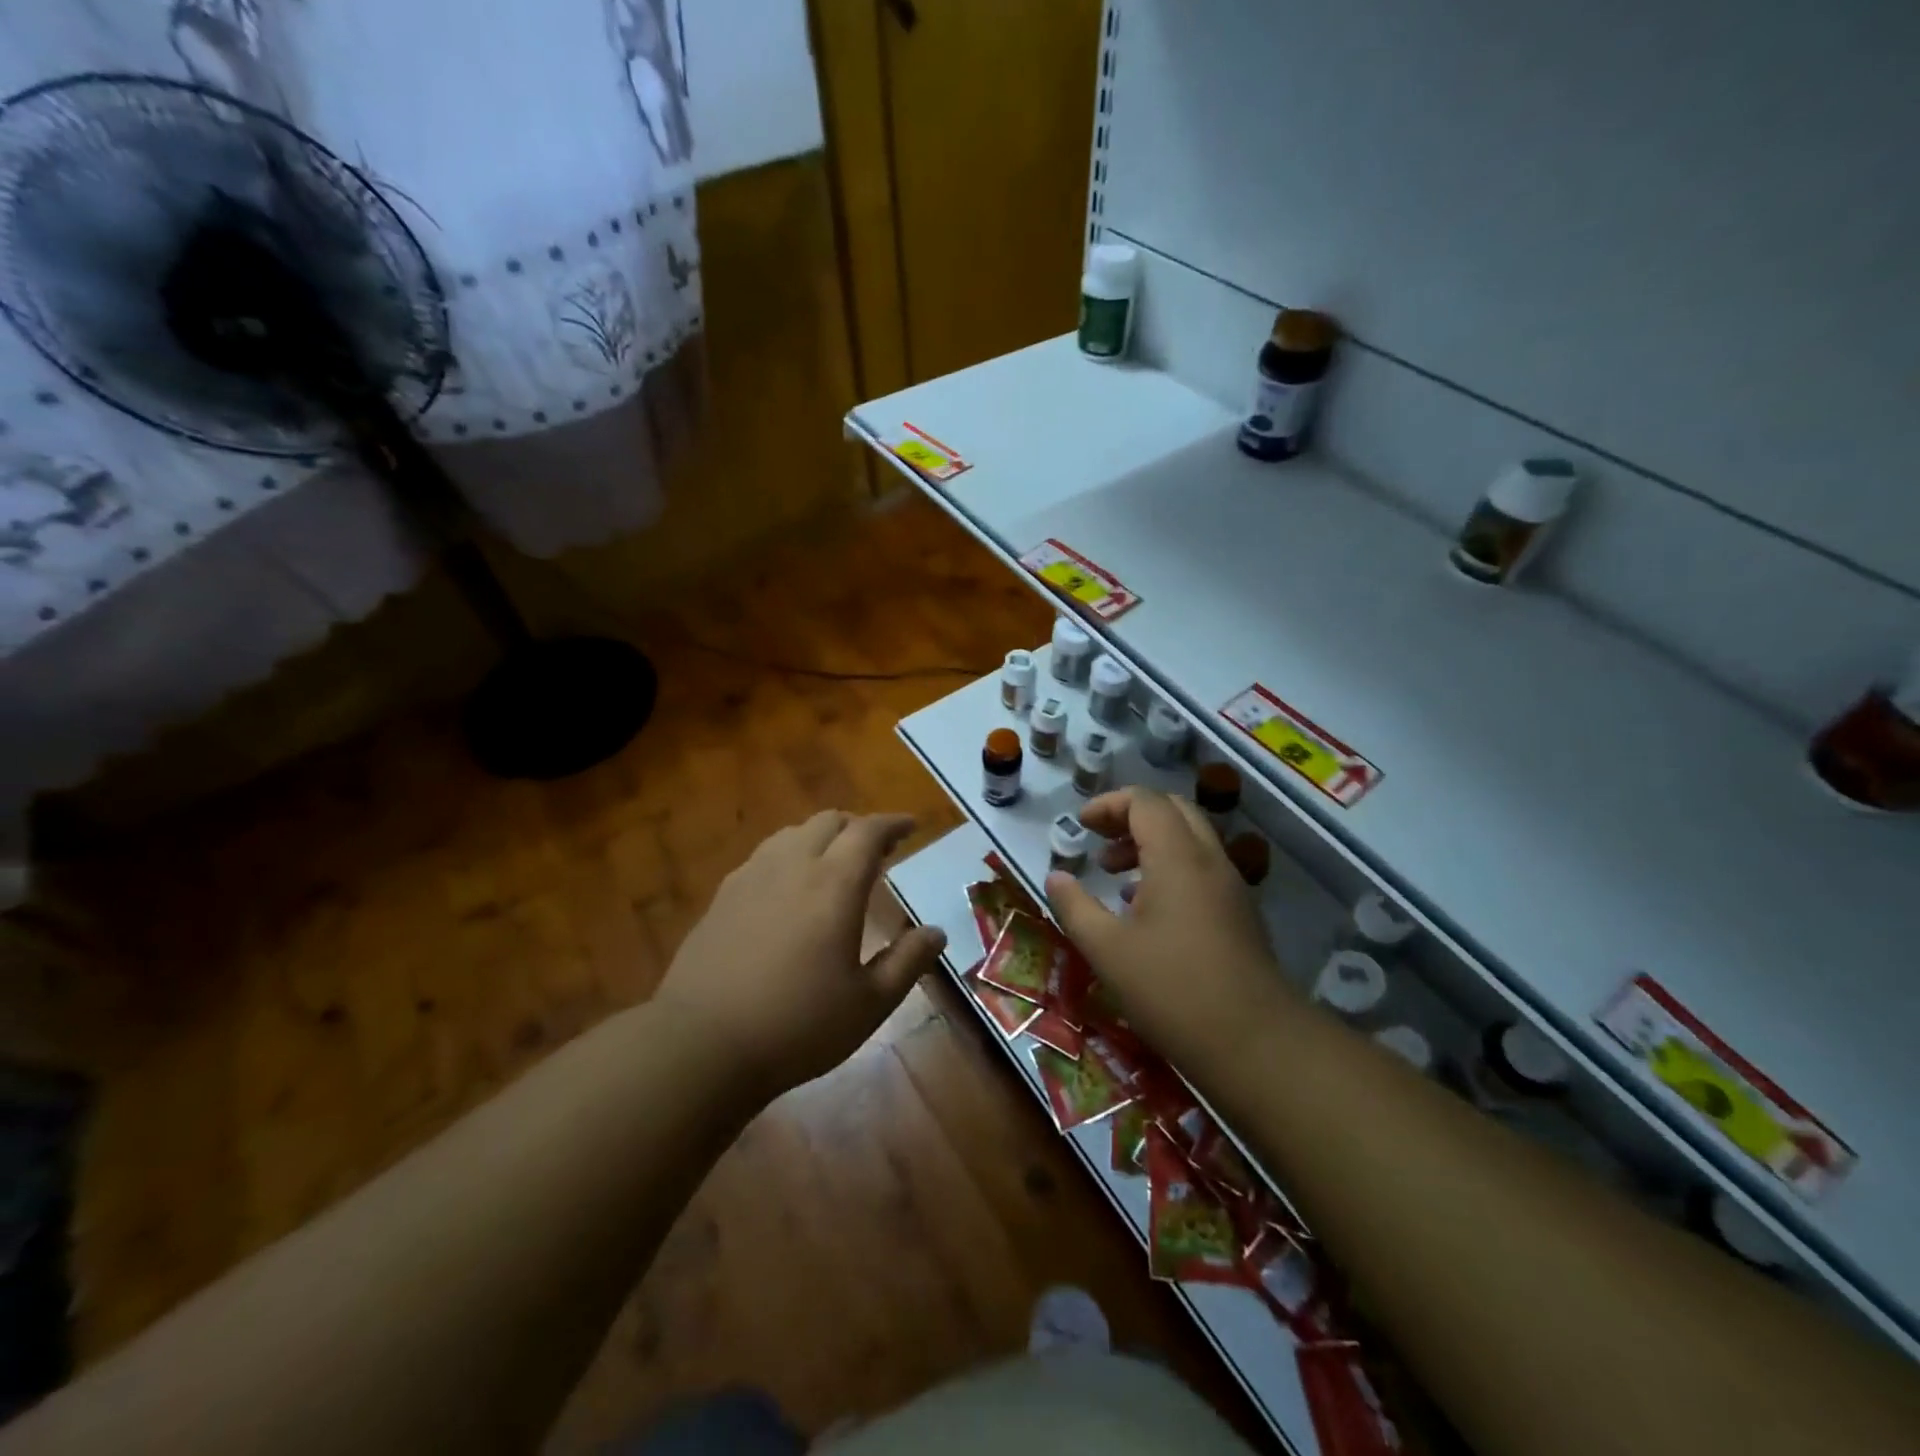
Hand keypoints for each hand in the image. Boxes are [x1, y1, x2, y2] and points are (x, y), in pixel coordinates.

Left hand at [655, 811, 946, 1097]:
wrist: (702, 1045)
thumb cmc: (798, 1025)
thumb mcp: (869, 1004)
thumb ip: (907, 962)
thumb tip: (937, 932)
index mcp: (834, 884)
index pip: (868, 831)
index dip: (893, 823)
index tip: (911, 826)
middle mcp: (793, 866)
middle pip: (829, 821)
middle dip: (858, 826)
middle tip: (877, 850)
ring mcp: (751, 877)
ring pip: (792, 833)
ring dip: (822, 837)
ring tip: (833, 863)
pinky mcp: (722, 896)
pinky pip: (764, 856)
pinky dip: (789, 855)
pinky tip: (788, 887)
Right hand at [1045, 787, 1292, 1068]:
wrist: (1255, 1042)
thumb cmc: (1171, 989)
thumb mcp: (1107, 949)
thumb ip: (1075, 906)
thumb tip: (1056, 877)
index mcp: (1177, 857)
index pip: (1144, 801)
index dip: (1108, 804)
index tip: (1080, 825)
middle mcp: (1209, 859)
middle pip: (1172, 809)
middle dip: (1131, 816)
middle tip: (1099, 841)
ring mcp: (1231, 885)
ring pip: (1190, 838)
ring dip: (1151, 842)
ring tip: (1116, 876)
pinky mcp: (1240, 912)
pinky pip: (1202, 867)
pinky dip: (1171, 866)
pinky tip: (1147, 908)